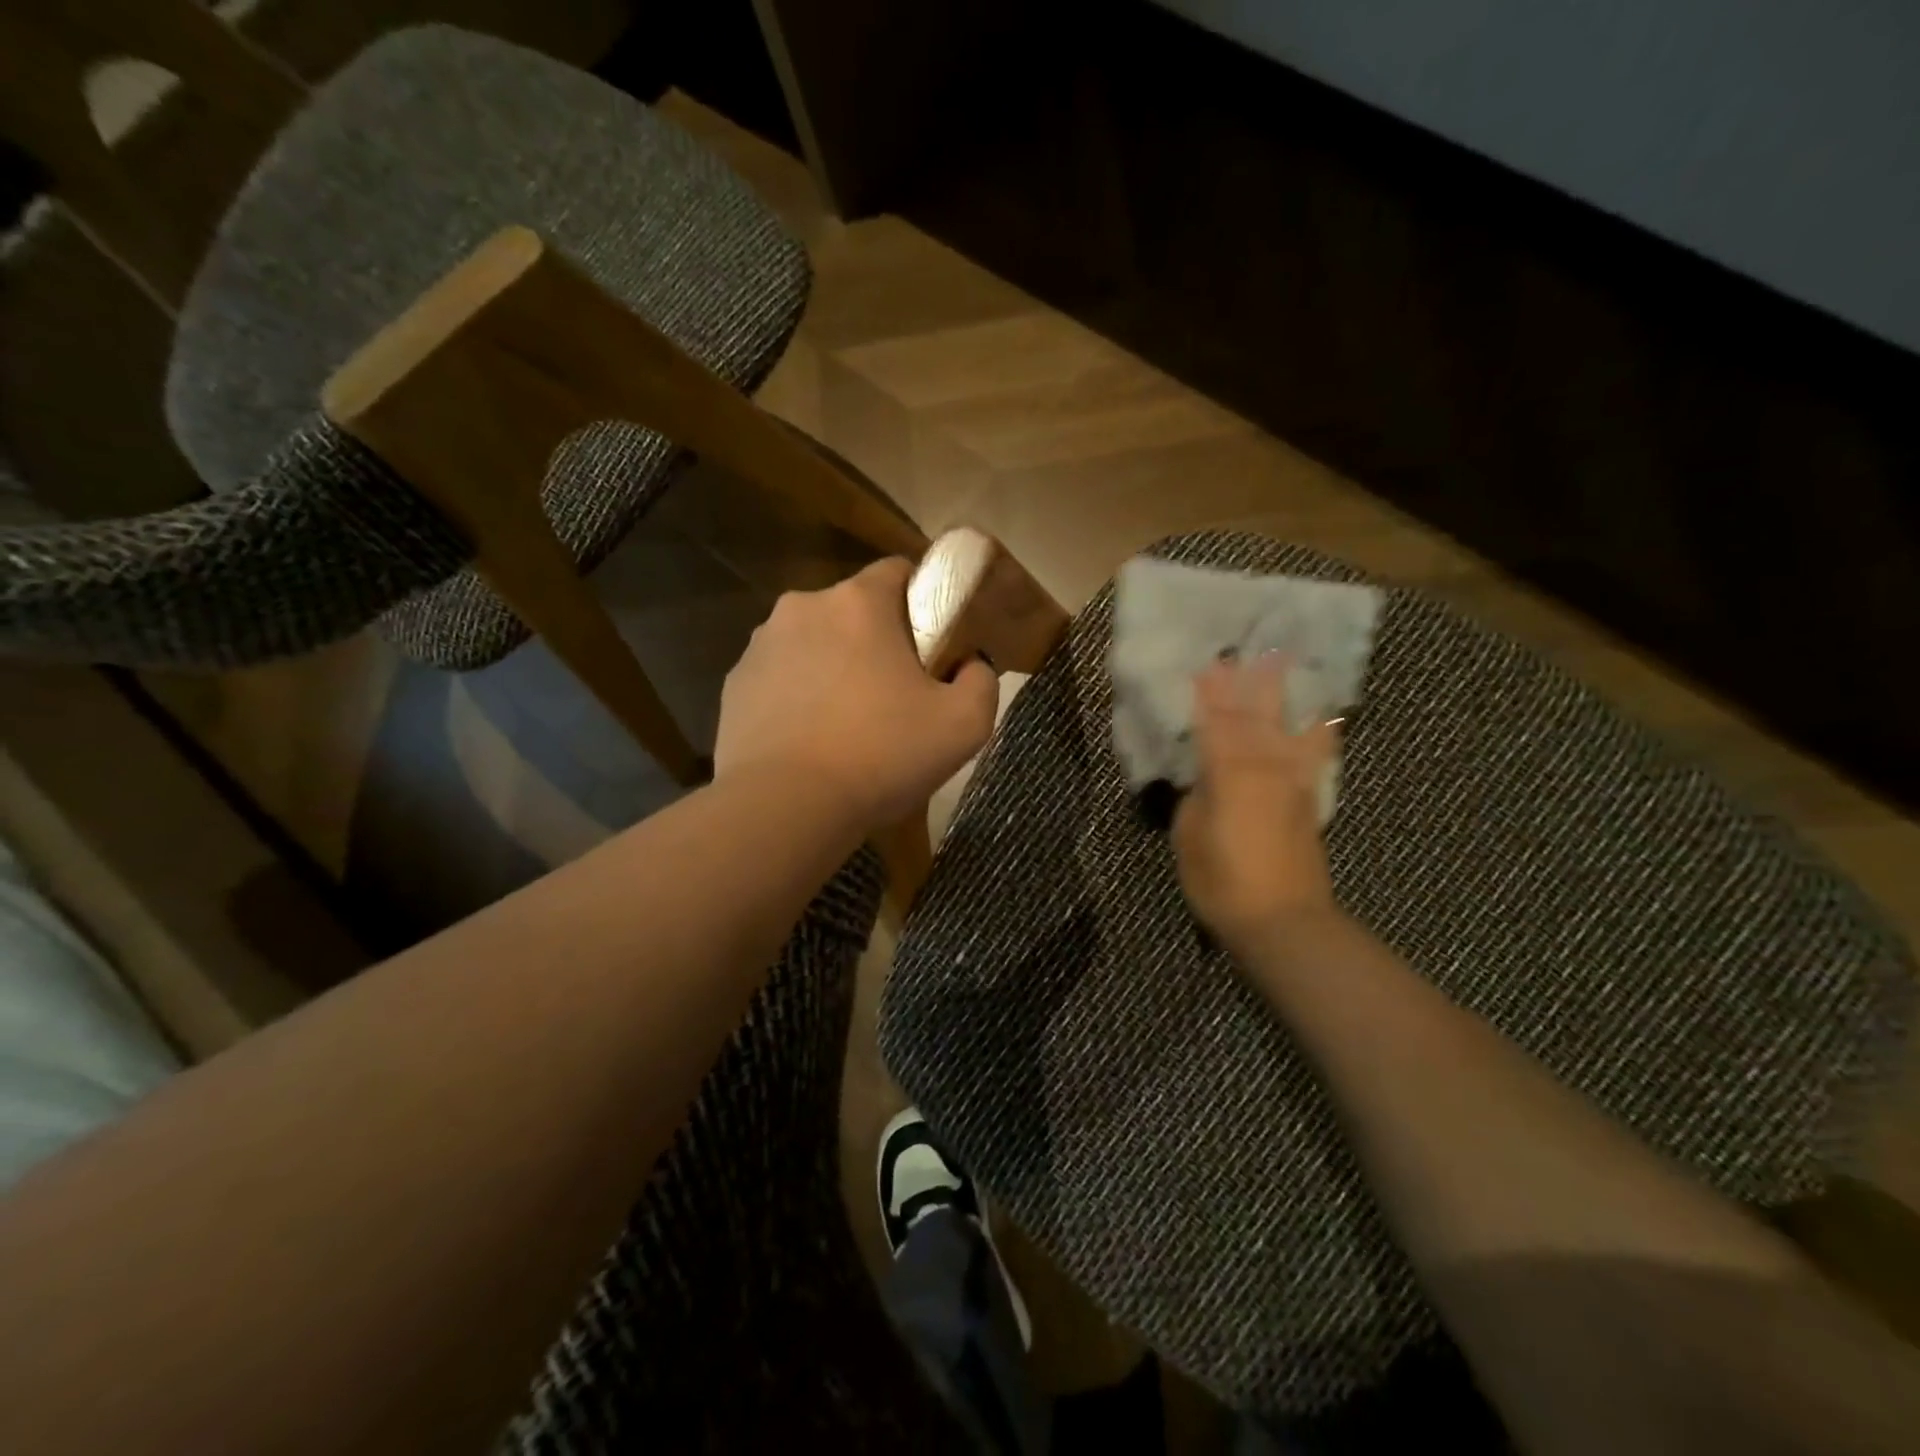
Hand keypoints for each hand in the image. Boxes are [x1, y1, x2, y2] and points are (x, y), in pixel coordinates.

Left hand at [715, 558, 999, 832]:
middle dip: (877, 640)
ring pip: (813, 643)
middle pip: (853, 610)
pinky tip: (810, 739)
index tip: (934, 646)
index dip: (923, 601)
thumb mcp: (964, 725)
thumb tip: (970, 665)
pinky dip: (798, 696)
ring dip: (834, 667)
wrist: (786, 807)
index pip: (899, 570)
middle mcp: (803, 607)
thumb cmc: (881, 756)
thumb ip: (982, 681)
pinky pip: (780, 677)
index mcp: (858, 603)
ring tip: (848, 724)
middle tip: (896, 695)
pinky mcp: (735, 685)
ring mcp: (760, 645)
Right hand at [1172, 657, 1338, 955]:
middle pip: (1253, 716)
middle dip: (1245, 684)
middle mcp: (1264, 766)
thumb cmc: (1222, 881)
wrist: (1283, 920)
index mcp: (1228, 772)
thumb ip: (1196, 799)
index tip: (1205, 665)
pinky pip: (1312, 754)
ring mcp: (1291, 782)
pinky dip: (1316, 730)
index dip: (1208, 695)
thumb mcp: (1188, 837)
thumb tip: (1207, 781)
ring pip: (1285, 726)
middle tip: (1243, 652)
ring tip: (1283, 664)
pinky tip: (1321, 716)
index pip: (1214, 723)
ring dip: (1281, 695)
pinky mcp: (1307, 800)